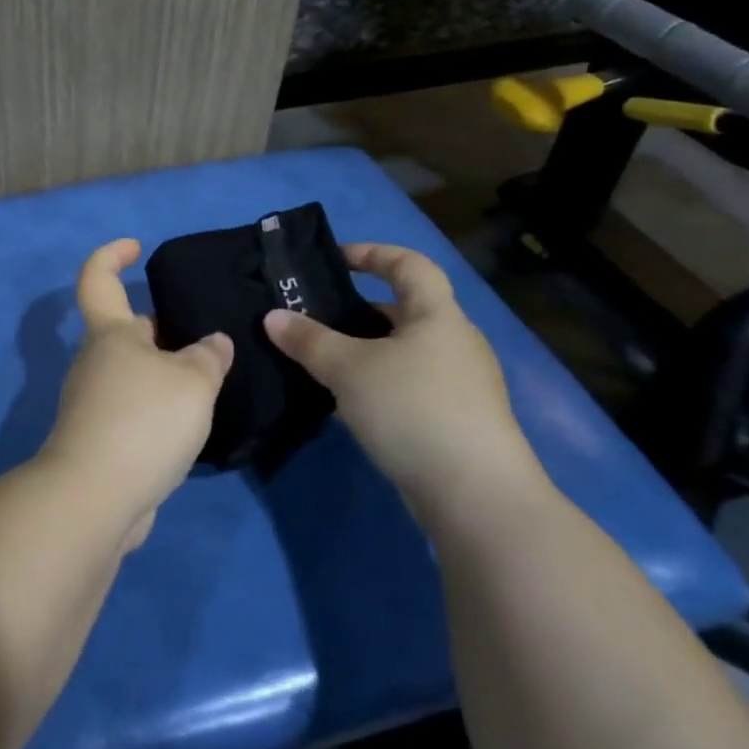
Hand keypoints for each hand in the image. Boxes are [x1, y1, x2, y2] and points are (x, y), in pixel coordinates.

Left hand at [37, 238, 233, 548]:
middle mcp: (96, 361)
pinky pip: (134, 410)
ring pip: (135, 374)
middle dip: (164, 331)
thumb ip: (208, 356)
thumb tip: (213, 343)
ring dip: (166, 375)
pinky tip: (189, 426)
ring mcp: (93, 402)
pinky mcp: (100, 439)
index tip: (136, 247)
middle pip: (128, 332)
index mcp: (110, 333)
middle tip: (208, 342)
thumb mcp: (193, 381)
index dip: (112, 255)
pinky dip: (159, 410)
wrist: (96, 496)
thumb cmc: (144, 420)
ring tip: (210, 385)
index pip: (98, 278)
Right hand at [263, 244, 544, 525]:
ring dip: (366, 353)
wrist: (476, 495)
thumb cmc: (412, 409)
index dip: (373, 253)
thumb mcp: (348, 369)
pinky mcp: (458, 422)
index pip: (409, 264)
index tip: (335, 259)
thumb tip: (272, 316)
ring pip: (405, 353)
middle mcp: (456, 342)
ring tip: (322, 363)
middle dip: (360, 311)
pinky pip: (410, 387)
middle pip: (405, 310)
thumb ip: (308, 340)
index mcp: (438, 315)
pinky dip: (379, 385)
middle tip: (316, 318)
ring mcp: (462, 385)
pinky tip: (349, 406)